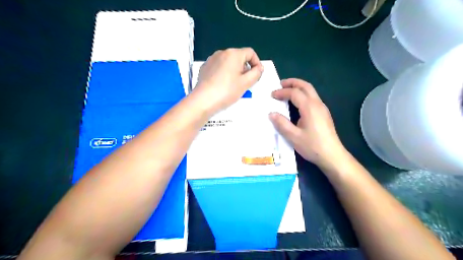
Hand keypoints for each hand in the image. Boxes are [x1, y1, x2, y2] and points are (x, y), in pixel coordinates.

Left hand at [193, 47, 263, 113]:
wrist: (203, 100)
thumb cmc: (226, 91)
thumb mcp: (246, 83)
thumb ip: (256, 73)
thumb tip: (259, 68)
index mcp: (233, 54)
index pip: (250, 52)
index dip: (257, 63)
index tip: (257, 74)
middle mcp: (222, 53)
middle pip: (239, 57)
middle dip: (245, 68)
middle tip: (246, 83)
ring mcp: (211, 60)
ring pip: (228, 63)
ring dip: (235, 71)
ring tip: (234, 85)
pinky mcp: (205, 67)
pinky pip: (219, 67)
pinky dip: (224, 73)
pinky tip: (223, 85)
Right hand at [268, 79, 346, 166]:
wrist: (332, 155)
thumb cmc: (312, 146)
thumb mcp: (293, 136)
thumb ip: (282, 124)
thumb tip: (271, 114)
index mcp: (309, 107)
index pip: (294, 93)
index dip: (282, 92)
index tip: (272, 95)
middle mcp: (317, 104)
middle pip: (305, 86)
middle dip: (292, 82)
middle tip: (281, 84)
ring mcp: (322, 108)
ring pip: (311, 91)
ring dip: (299, 87)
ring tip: (287, 90)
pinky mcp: (324, 113)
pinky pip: (313, 97)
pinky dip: (303, 94)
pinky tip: (297, 102)